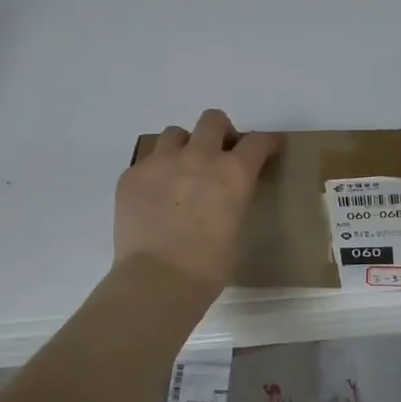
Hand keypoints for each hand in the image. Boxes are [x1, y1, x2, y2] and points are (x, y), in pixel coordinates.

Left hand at [114, 110, 277, 293]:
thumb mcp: (236, 228)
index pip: (257, 142)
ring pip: (175, 134)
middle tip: (219, 153)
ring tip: (181, 171)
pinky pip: (147, 161)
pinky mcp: (132, 175)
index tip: (269, 146)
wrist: (157, 281)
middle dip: (220, 132)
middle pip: (212, 120)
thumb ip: (233, 199)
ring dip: (184, 147)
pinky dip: (156, 172)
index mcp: (233, 173)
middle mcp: (198, 157)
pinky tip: (154, 197)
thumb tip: (223, 195)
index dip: (267, 142)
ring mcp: (161, 162)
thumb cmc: (208, 267)